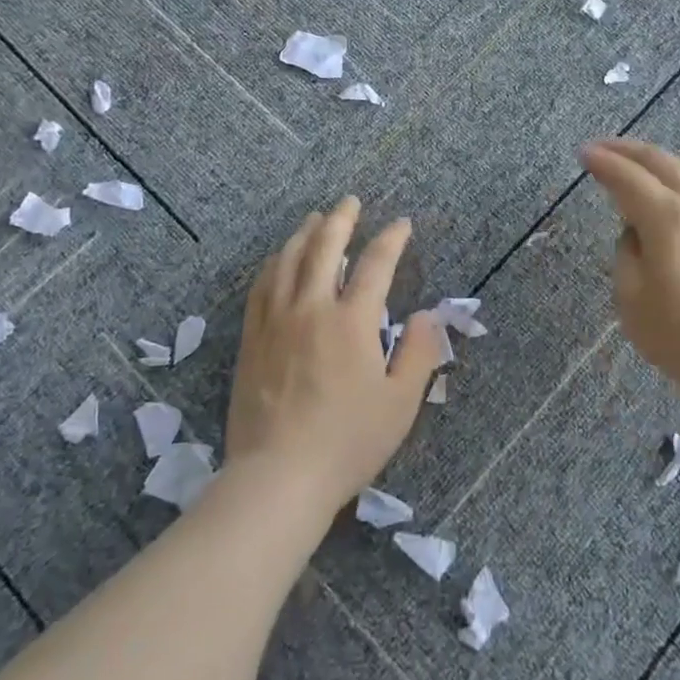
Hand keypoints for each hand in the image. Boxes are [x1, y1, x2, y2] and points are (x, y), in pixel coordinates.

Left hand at [225, 196, 440, 513]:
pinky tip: (278, 259)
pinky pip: (261, 286)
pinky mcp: (252, 339)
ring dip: (304, 234)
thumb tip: (427, 314)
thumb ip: (419, 352)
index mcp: (352, 322)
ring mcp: (276, 321)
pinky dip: (274, 263)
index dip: (391, 239)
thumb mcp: (400, 403)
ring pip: (288, 261)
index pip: (375, 265)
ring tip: (315, 219)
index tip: (402, 224)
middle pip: (324, 248)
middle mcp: (311, 309)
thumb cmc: (347, 442)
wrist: (278, 477)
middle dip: (341, 220)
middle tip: (350, 201)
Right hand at [580, 139, 679, 416]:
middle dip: (629, 150)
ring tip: (637, 168)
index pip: (627, 177)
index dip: (602, 163)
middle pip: (662, 162)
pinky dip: (679, 185)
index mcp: (668, 217)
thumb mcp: (633, 301)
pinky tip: (673, 200)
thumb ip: (627, 256)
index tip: (583, 153)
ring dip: (658, 164)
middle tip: (604, 148)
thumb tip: (637, 235)